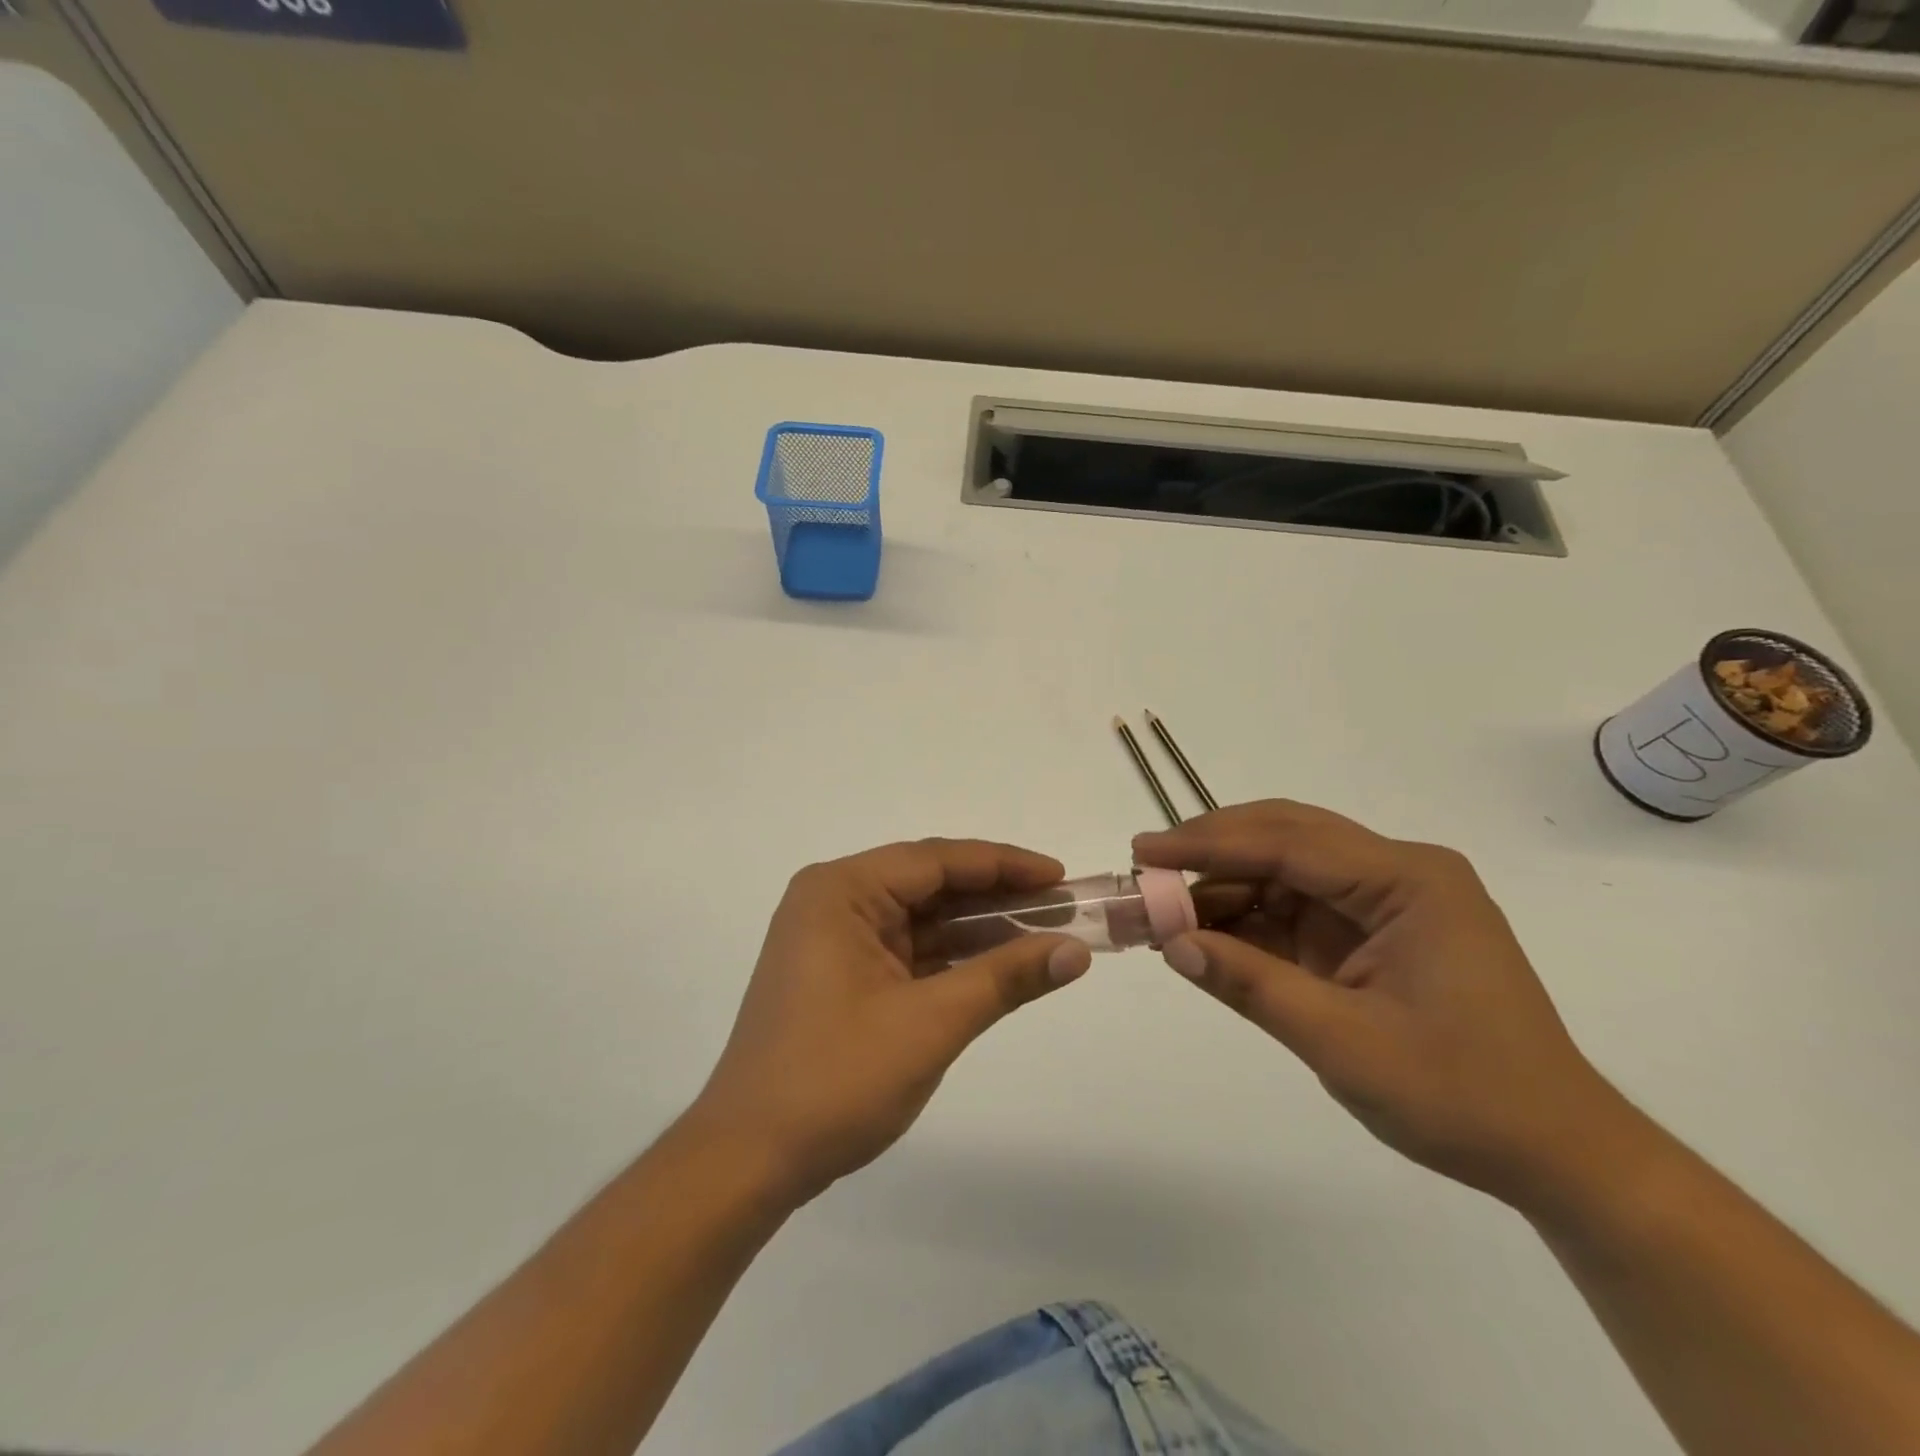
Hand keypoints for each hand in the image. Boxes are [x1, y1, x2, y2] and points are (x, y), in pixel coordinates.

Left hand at [685, 839, 1092, 1204]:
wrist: (748, 1160)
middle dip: (996, 896)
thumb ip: (1005, 977)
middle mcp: (834, 902)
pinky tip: (998, 965)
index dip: (1005, 865)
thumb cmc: (835, 1079)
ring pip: (921, 919)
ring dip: (978, 929)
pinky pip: (907, 951)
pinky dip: (951, 958)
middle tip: (1062, 905)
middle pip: (930, 884)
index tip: (1061, 876)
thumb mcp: (931, 1023)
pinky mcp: (840, 976)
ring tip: (1044, 933)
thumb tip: (1076, 950)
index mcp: (842, 891)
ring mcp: (834, 940)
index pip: (937, 860)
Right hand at [1135, 801, 1628, 1208]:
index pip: (1288, 843)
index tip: (1144, 850)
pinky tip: (1208, 933)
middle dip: (1212, 850)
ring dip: (1225, 887)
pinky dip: (1249, 918)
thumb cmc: (1462, 1096)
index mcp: (1407, 881)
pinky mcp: (1374, 931)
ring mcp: (1387, 901)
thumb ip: (1252, 985)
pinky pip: (1297, 907)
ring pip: (1285, 870)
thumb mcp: (1343, 1044)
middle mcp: (1398, 873)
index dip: (1207, 844)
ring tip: (1164, 910)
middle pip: (1285, 838)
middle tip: (1146, 865)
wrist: (1556, 1153)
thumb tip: (1172, 944)